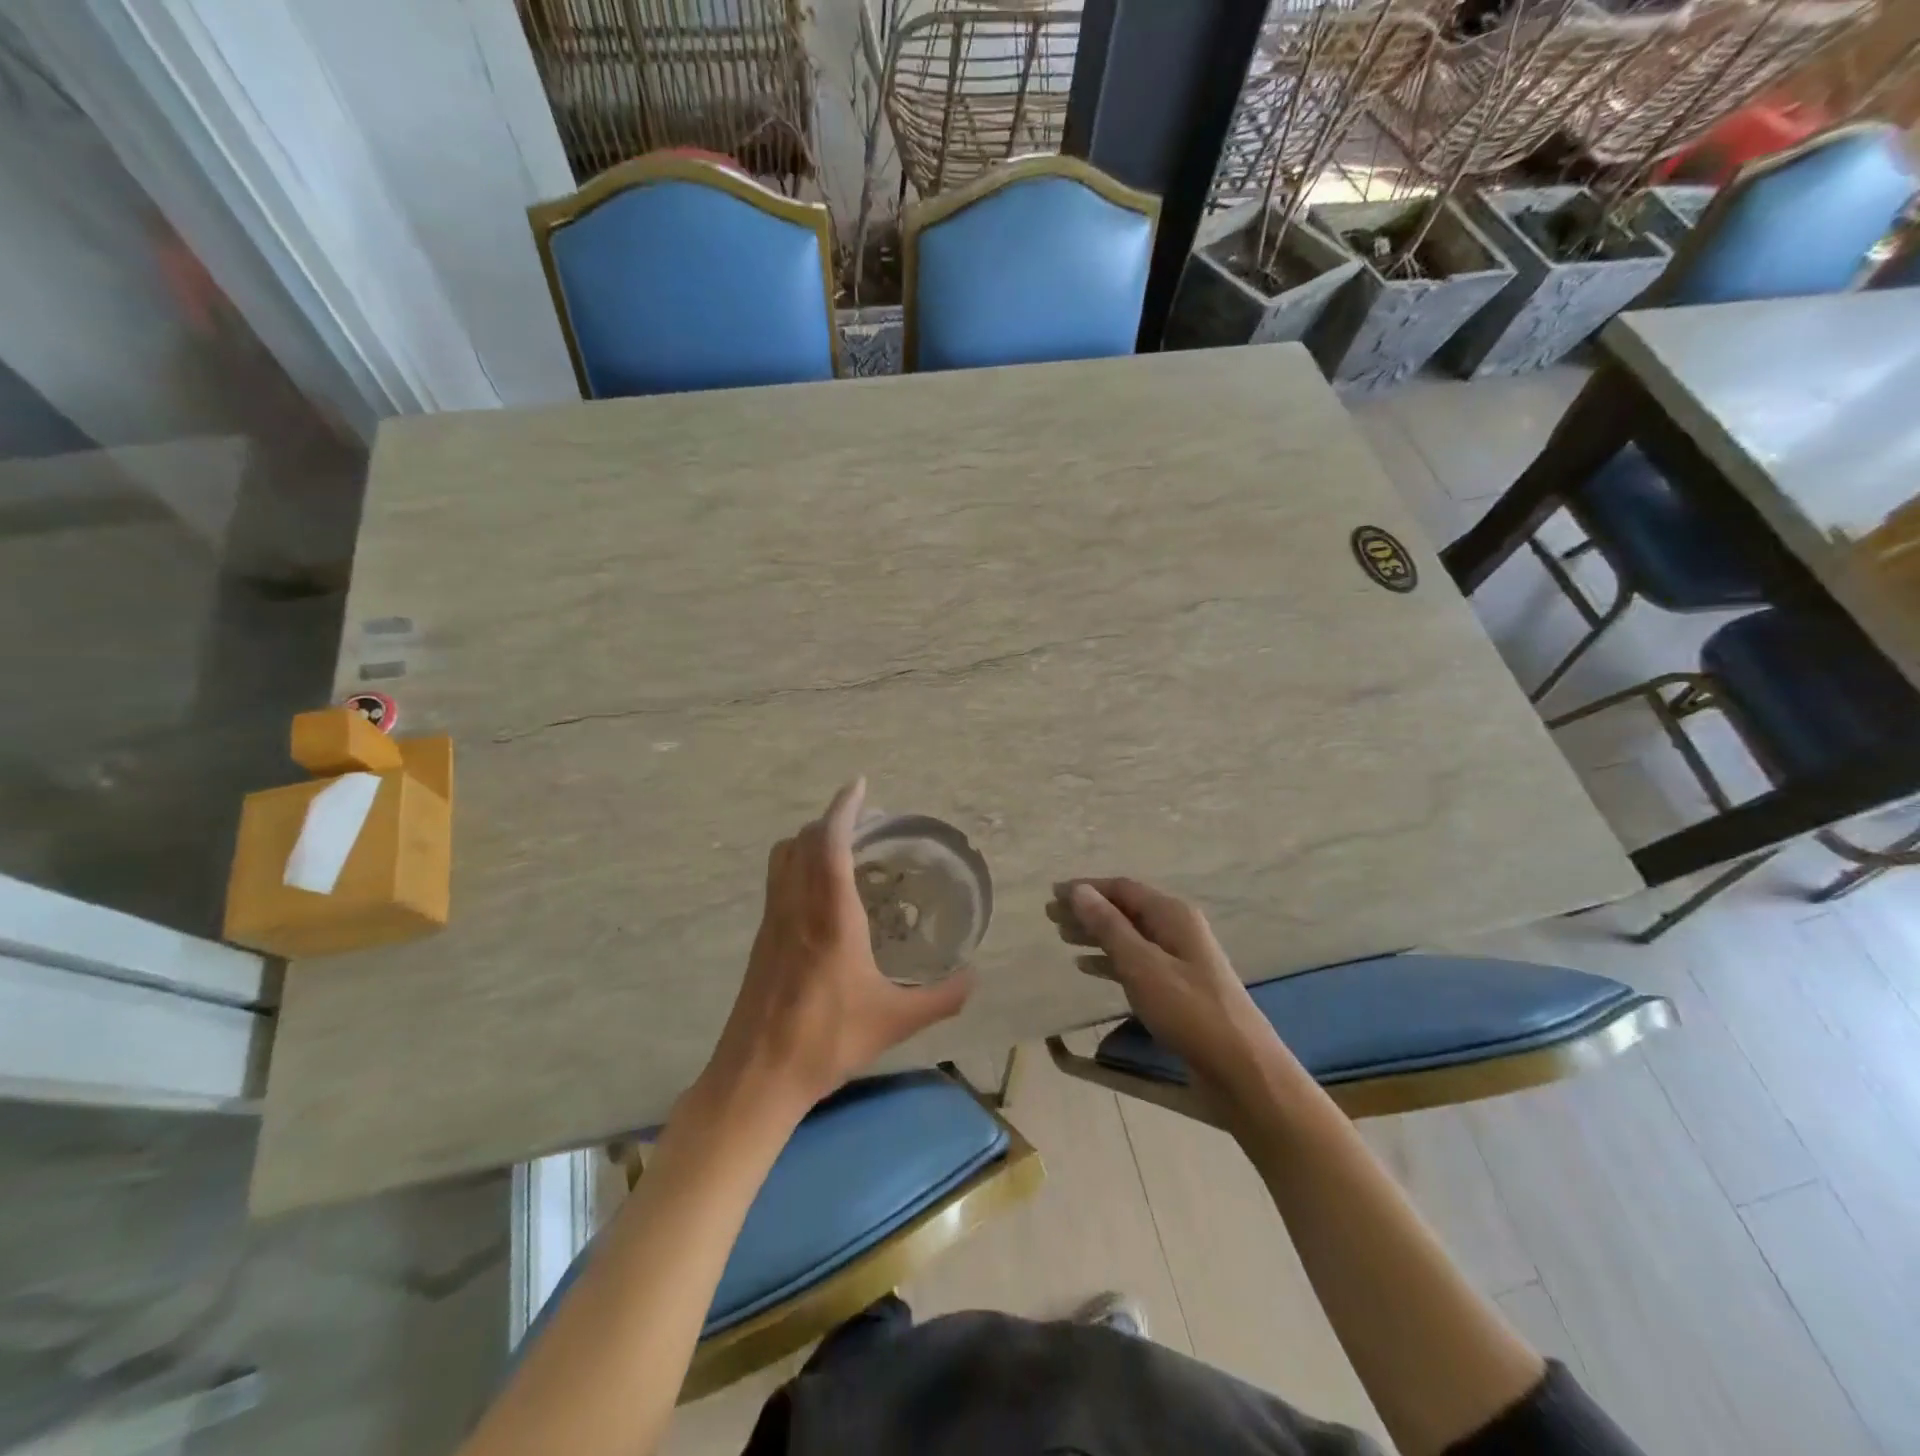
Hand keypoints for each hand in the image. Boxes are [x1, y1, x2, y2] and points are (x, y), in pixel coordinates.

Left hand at [696, 779, 973, 1126]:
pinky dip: (798, 865)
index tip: (859, 785)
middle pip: (803, 841)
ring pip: (784, 858)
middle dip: (831, 821)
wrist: (757, 1075)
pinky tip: (821, 895)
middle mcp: (797, 907)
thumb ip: (941, 998)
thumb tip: (975, 979)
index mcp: (830, 916)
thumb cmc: (827, 1041)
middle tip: (864, 822)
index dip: (844, 808)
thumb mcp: (894, 1021)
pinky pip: (778, 881)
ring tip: (842, 849)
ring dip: (810, 840)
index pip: (831, 843)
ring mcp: (773, 921)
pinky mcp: (761, 939)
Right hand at [1050, 878, 1279, 1102]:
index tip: (1052, 894)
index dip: (1086, 889)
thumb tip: (1078, 890)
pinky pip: (1136, 962)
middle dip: (1087, 910)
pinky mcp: (1177, 987)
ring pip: (1128, 936)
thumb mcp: (1142, 965)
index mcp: (1172, 915)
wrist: (1241, 1069)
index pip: (1121, 888)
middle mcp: (1177, 929)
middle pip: (1124, 910)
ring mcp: (1179, 959)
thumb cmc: (1189, 1012)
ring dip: (1096, 934)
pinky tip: (1087, 967)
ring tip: (1062, 937)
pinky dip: (1110, 960)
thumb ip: (1109, 926)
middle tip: (1050, 916)